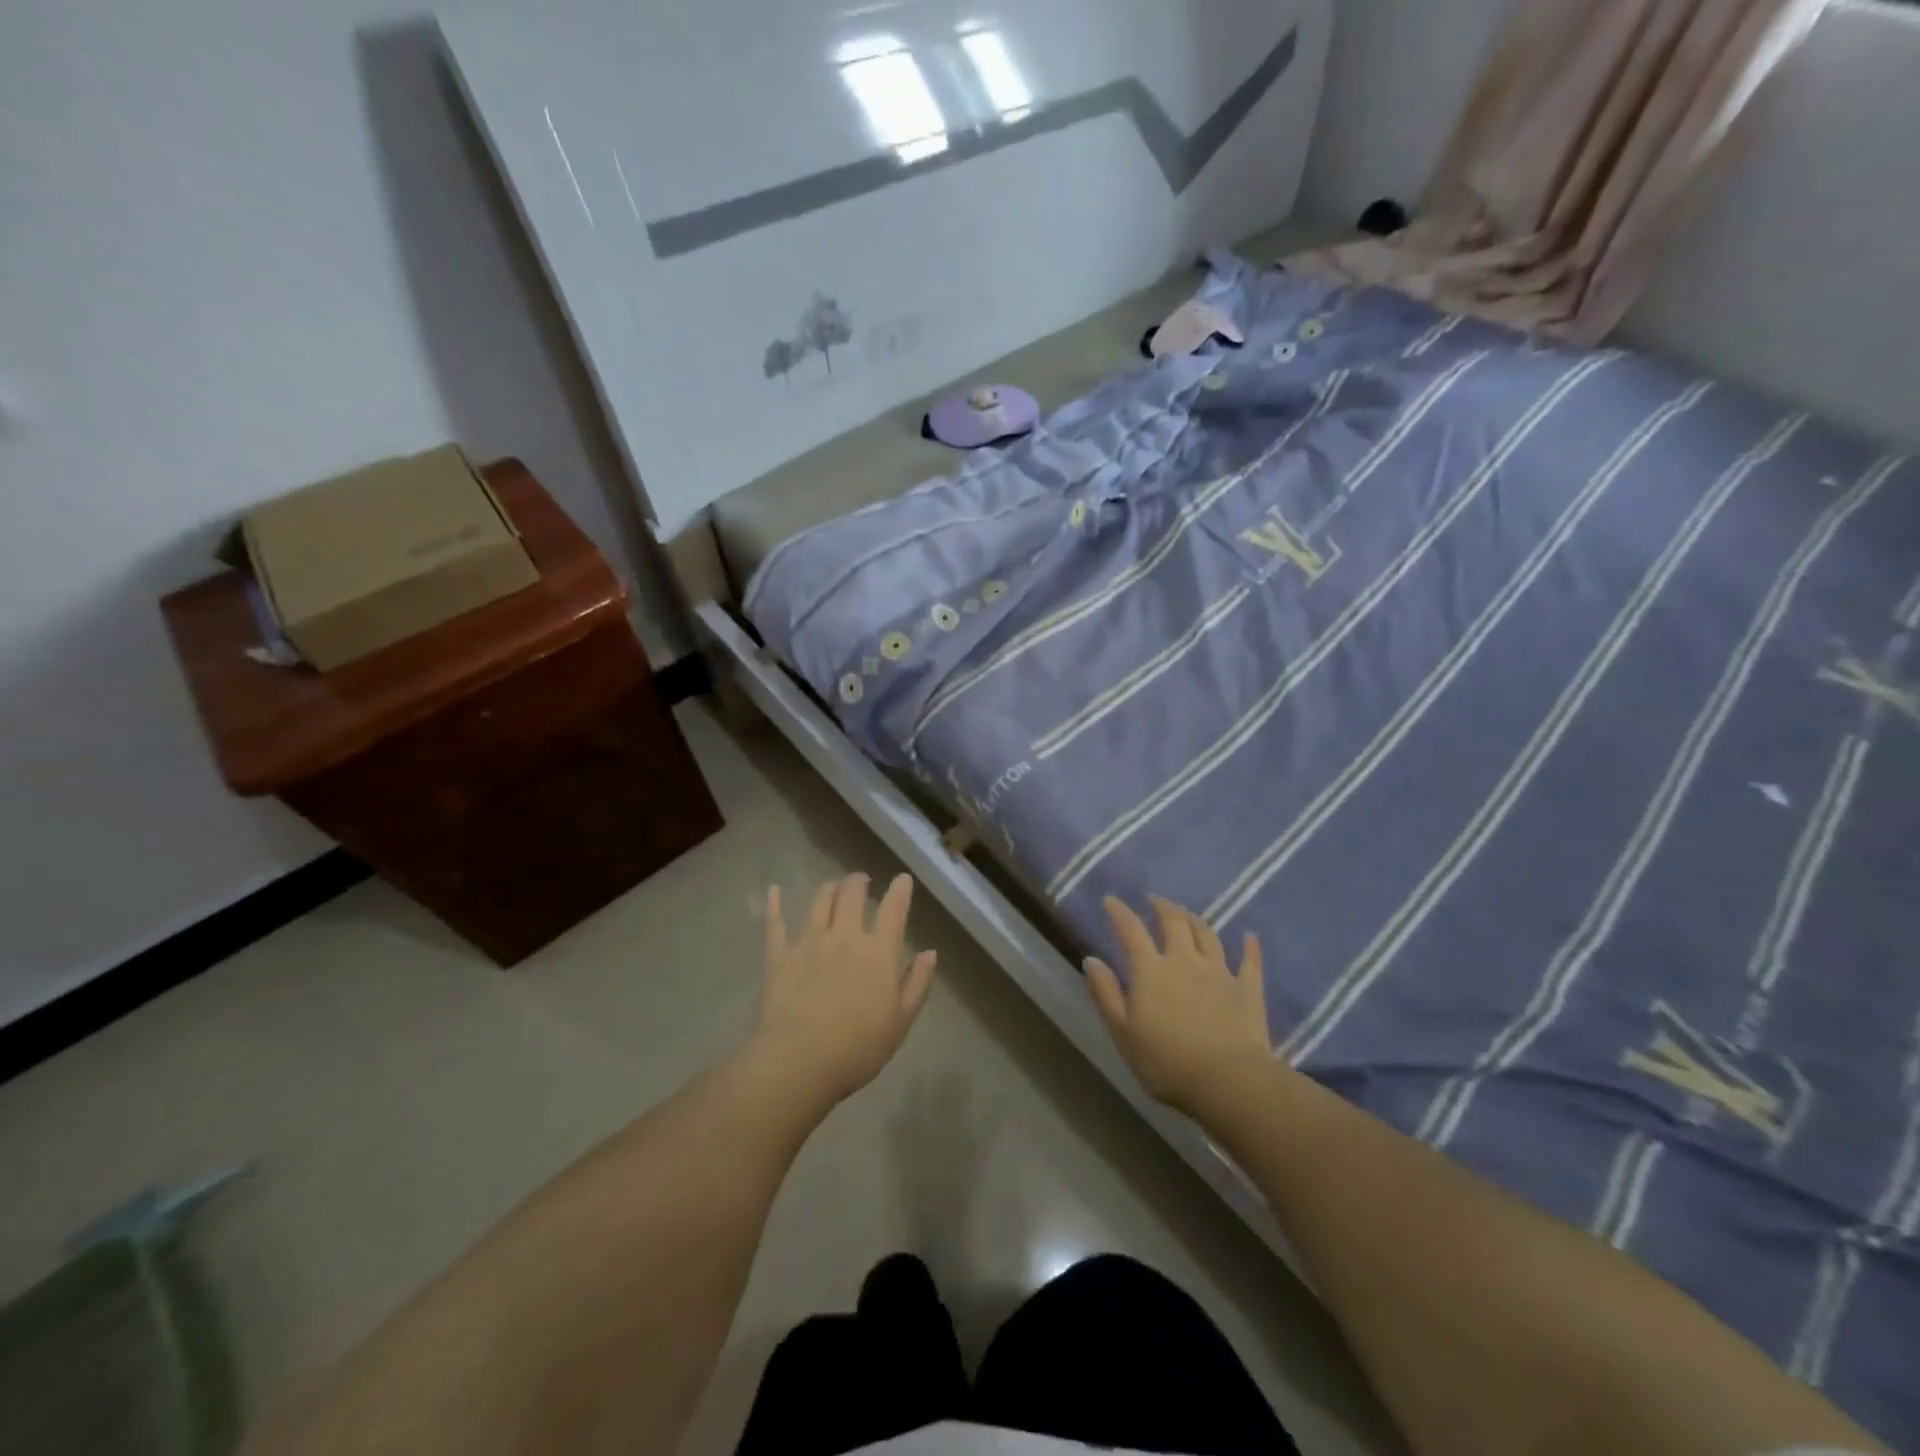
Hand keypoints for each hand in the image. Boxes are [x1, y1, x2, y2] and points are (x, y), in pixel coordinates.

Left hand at [754, 873, 937, 1106]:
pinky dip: (774, 905)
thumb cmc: (858, 1047)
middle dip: (859, 882)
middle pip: (852, 896)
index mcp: (878, 952)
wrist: (800, 1061)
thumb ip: (917, 983)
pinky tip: (774, 890)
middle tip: (862, 880)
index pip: (893, 910)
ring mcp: (809, 942)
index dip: (899, 891)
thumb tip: (930, 952)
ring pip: (819, 902)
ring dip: (829, 889)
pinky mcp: (780, 956)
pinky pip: (775, 924)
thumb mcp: (901, 1021)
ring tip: (833, 886)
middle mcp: (844, 937)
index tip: (902, 879)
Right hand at [1085, 895, 1272, 1117]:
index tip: (1111, 900)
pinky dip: (1249, 947)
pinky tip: (1250, 937)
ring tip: (1187, 914)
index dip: (1119, 912)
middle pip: (1174, 923)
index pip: (1131, 931)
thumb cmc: (1167, 1062)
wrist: (1229, 1082)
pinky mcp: (1248, 990)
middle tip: (1154, 900)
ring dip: (1195, 920)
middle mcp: (1185, 961)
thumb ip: (1106, 994)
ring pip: (1207, 935)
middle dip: (1162, 907)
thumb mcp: (1123, 1033)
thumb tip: (1091, 959)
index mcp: (1151, 970)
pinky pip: (1250, 962)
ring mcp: (1220, 972)